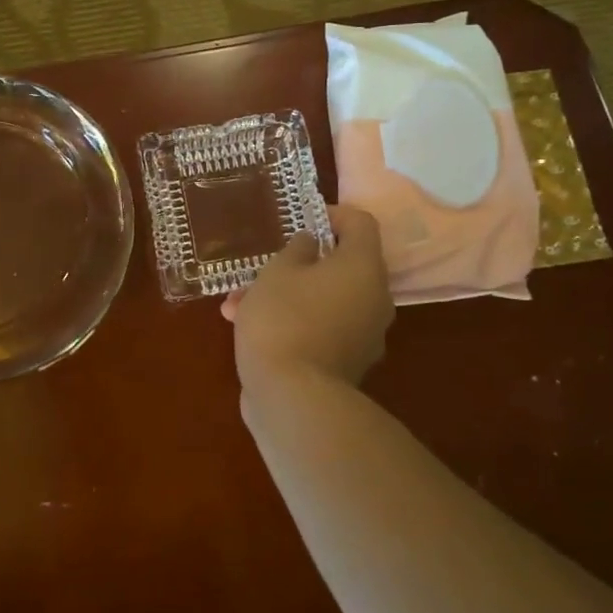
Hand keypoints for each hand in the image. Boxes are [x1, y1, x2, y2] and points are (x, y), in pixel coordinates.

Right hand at [225, 204, 394, 395]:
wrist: (293, 398)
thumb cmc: (284, 319)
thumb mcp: (278, 271)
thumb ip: (296, 249)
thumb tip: (311, 245)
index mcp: (364, 267)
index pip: (361, 223)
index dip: (332, 214)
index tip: (302, 220)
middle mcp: (375, 298)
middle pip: (342, 265)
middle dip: (298, 263)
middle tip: (265, 264)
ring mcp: (365, 334)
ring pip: (324, 299)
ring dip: (286, 295)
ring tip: (237, 303)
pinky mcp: (347, 363)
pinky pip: (321, 328)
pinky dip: (293, 322)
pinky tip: (247, 329)